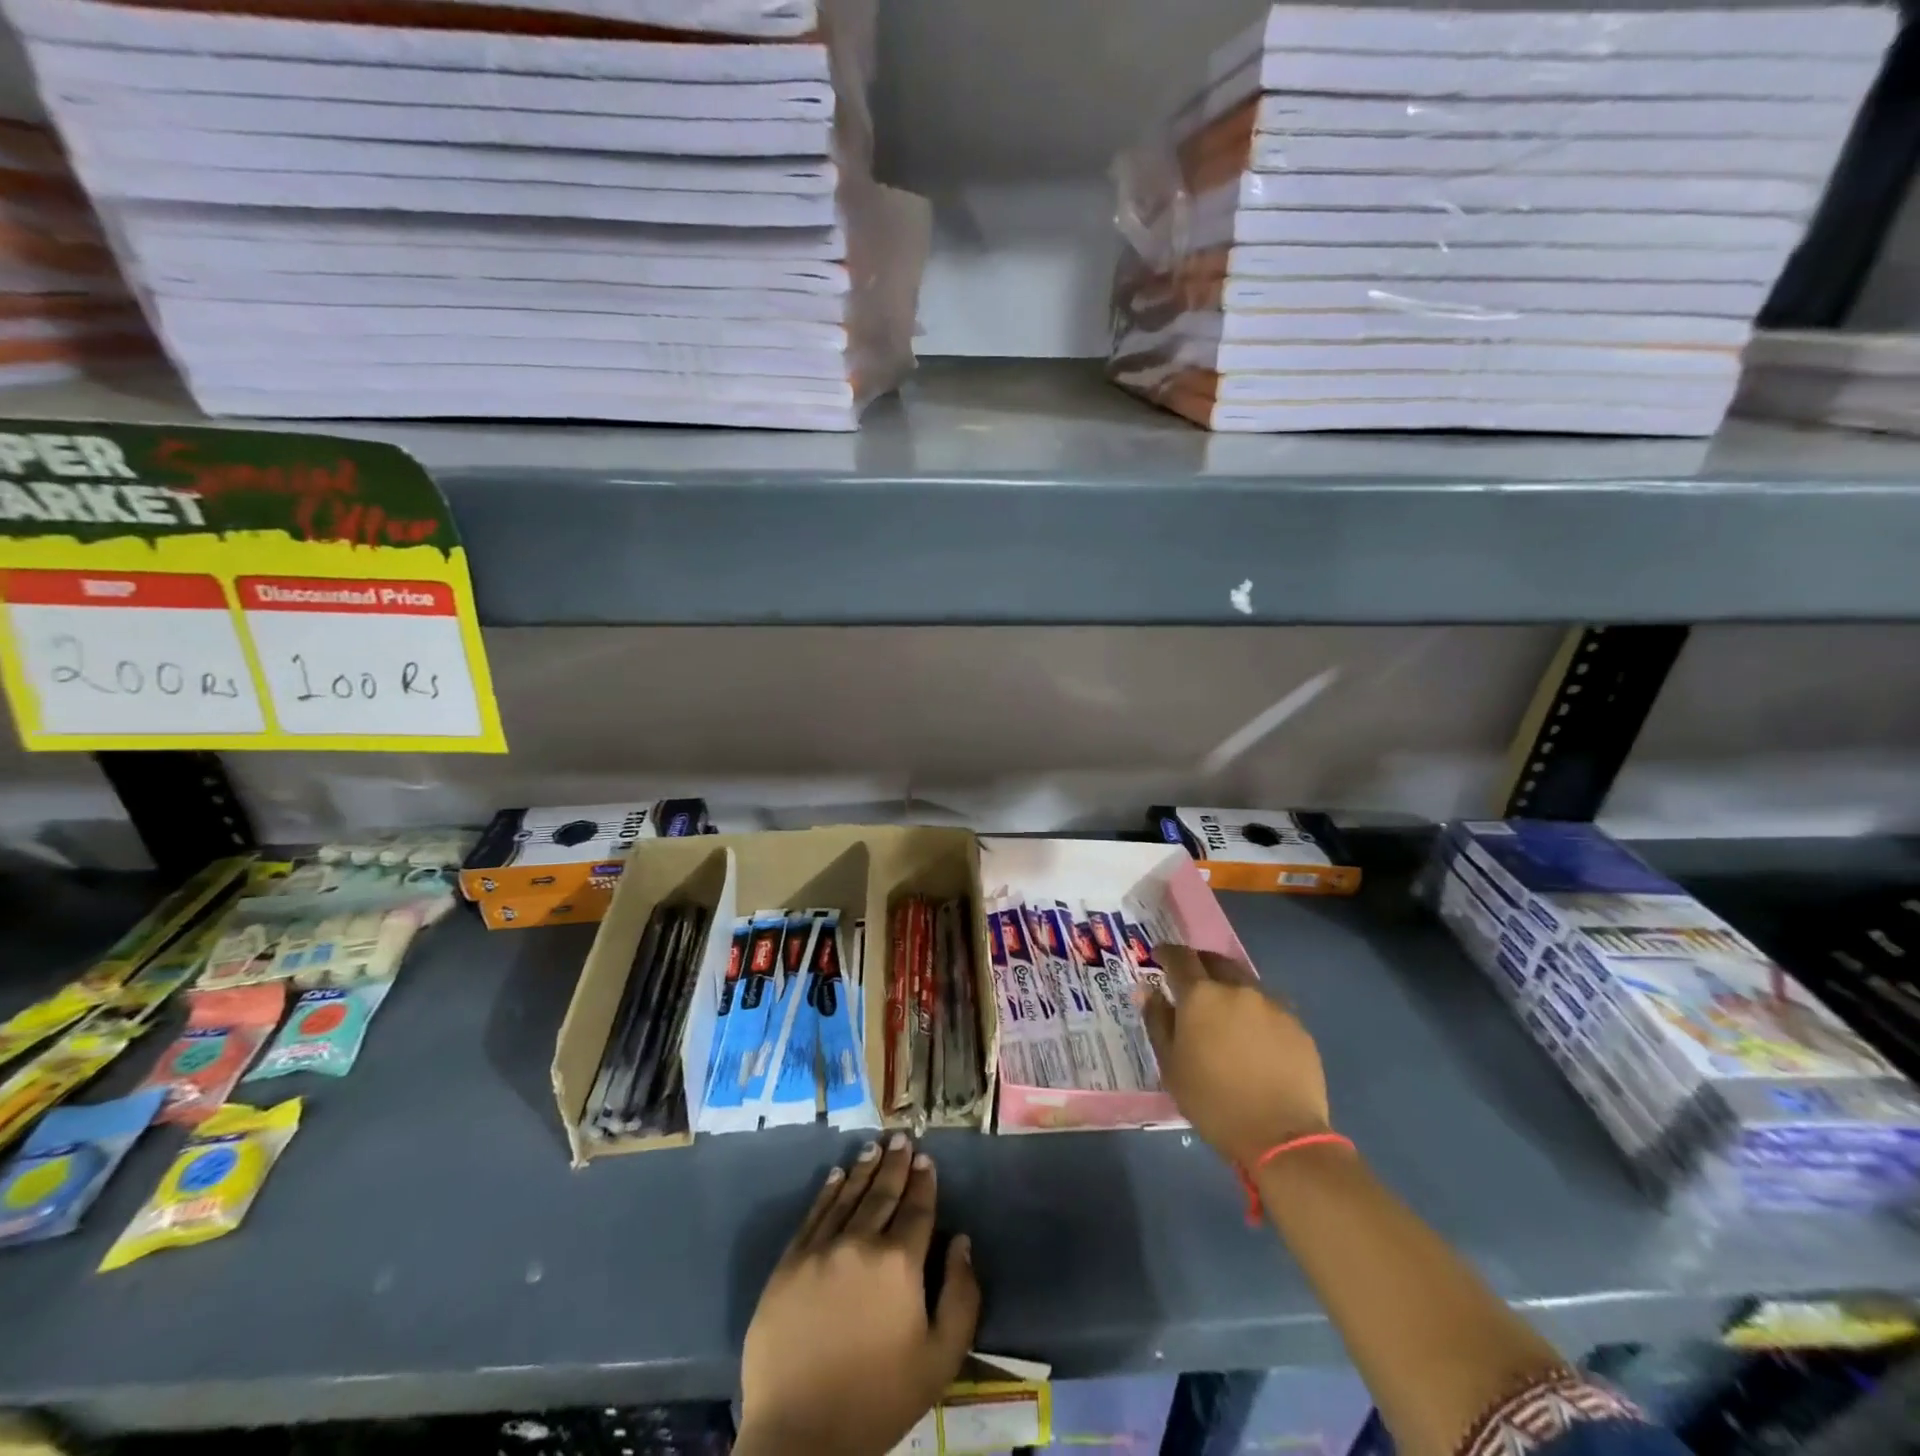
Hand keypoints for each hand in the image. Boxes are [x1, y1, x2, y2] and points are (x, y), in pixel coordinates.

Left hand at [737, 1134, 980, 1455]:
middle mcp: (860, 1242)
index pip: (917, 1208)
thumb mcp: (940, 1359)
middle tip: (902, 1137)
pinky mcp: (789, 1264)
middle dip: (896, 1163)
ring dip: (863, 1169)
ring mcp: (820, 1250)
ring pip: (847, 1196)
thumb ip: (961, 1295)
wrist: (801, 1435)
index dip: (924, 1181)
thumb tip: (961, 1241)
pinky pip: (813, 1215)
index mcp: (899, 1262)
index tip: (926, 1158)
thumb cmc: (878, 1399)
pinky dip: (827, 1192)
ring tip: (874, 1146)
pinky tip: (835, 1175)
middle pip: (882, 1193)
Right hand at [1142, 944, 1331, 1167]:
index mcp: (1201, 996)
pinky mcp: (1297, 1025)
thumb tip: (1148, 991)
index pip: (1180, 957)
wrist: (1282, 1137)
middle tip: (1191, 981)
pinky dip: (1254, 1012)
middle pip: (1215, 961)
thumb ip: (1157, 1021)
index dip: (1167, 953)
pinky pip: (1269, 1007)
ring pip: (1244, 983)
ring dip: (1229, 988)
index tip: (1159, 957)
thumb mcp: (1171, 1065)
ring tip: (1224, 1011)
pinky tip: (1254, 1038)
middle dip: (1200, 964)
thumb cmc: (1213, 1102)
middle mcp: (1237, 989)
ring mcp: (1272, 1005)